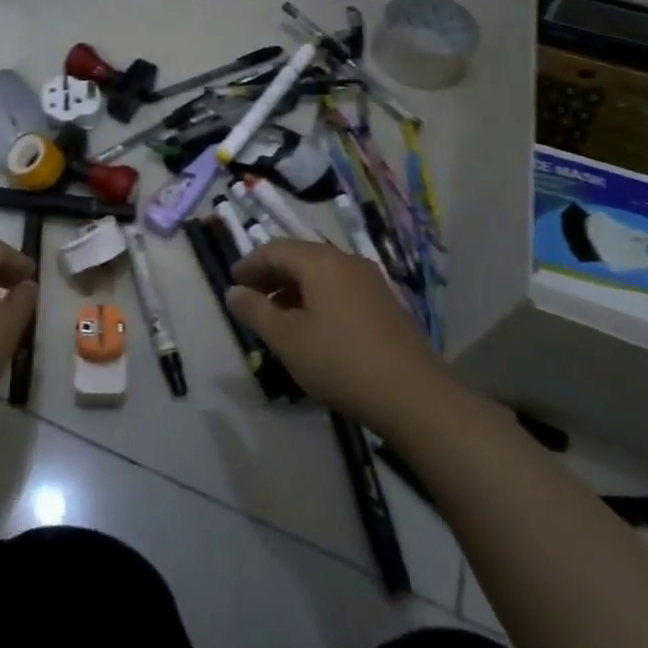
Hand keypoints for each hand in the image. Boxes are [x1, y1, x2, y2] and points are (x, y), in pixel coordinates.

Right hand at [227, 239, 445, 422]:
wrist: (415, 398)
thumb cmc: (340, 362)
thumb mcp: (287, 339)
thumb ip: (255, 311)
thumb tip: (233, 292)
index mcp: (321, 262)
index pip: (275, 249)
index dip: (250, 264)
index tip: (232, 283)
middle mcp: (347, 262)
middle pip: (300, 258)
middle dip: (272, 275)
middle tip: (250, 298)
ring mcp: (371, 283)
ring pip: (322, 274)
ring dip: (294, 288)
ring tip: (277, 315)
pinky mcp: (386, 305)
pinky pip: (341, 289)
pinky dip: (317, 298)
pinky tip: (312, 327)